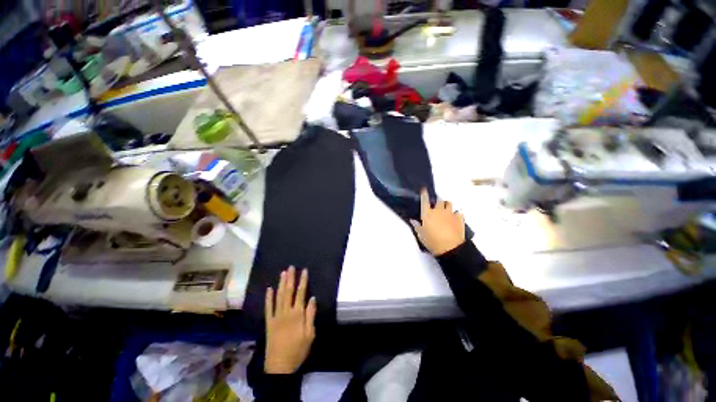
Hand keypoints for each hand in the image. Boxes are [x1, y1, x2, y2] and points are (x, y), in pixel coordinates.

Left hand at [265, 266, 316, 373]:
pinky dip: (268, 298)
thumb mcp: (310, 334)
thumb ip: (310, 315)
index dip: (303, 281)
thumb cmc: (298, 350)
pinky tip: (269, 289)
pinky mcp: (269, 322)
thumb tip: (312, 298)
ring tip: (283, 273)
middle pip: (289, 291)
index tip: (304, 271)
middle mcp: (286, 312)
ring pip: (279, 296)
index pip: (301, 293)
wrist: (280, 366)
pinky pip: (268, 308)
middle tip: (291, 267)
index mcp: (297, 314)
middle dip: (291, 278)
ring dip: (281, 284)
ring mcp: (276, 316)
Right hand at [410, 188, 465, 255]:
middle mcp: (438, 210)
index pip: (424, 200)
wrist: (450, 248)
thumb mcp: (421, 235)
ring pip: (449, 203)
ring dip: (447, 206)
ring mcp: (450, 213)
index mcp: (427, 214)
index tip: (424, 190)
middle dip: (438, 202)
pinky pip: (458, 212)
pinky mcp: (459, 218)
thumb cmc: (432, 241)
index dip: (424, 194)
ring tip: (446, 211)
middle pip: (439, 200)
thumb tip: (413, 220)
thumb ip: (417, 226)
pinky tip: (455, 219)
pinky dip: (457, 214)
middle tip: (437, 207)